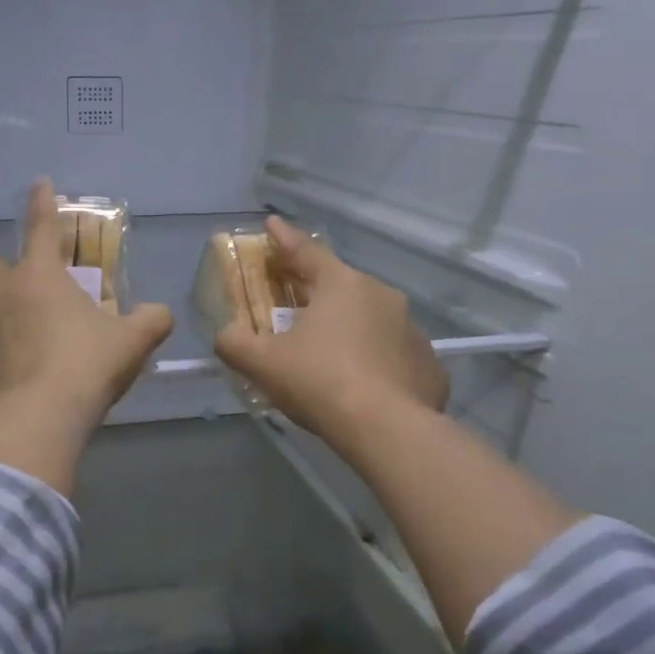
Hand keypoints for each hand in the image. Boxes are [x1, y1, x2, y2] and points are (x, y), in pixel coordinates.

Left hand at [0, 182, 173, 493]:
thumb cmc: (86, 368)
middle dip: (22, 286)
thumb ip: (151, 320)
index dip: (44, 203)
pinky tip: (2, 382)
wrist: (36, 419)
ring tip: (21, 357)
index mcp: (39, 273)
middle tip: (43, 317)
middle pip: (6, 273)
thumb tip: (160, 313)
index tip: (40, 183)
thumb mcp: (131, 343)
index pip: (42, 226)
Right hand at [213, 218, 447, 455]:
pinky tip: (363, 386)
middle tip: (294, 307)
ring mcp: (411, 329)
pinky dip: (375, 361)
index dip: (283, 238)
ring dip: (348, 329)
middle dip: (316, 293)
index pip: (306, 251)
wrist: (388, 430)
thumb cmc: (320, 382)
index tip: (271, 223)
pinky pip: (393, 354)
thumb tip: (226, 335)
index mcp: (341, 285)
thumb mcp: (262, 363)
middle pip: (340, 286)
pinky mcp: (428, 364)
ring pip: (370, 320)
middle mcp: (382, 296)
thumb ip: (234, 343)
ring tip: (330, 357)